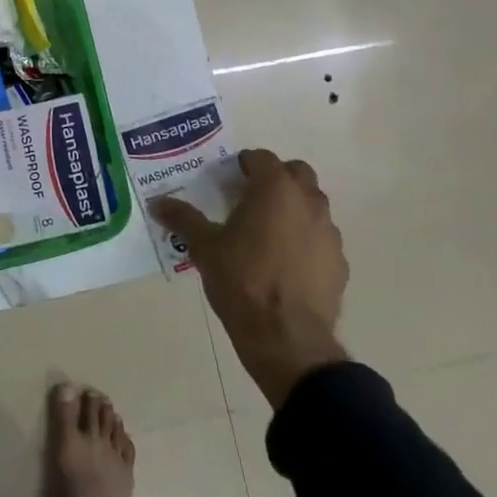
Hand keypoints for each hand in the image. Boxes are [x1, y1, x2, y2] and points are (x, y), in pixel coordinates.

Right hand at [150, 149, 348, 408]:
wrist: (287, 338)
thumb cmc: (242, 281)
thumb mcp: (204, 247)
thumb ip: (183, 219)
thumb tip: (157, 203)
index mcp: (274, 189)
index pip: (261, 158)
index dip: (244, 164)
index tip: (228, 180)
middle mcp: (307, 202)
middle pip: (296, 174)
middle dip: (276, 179)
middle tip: (250, 198)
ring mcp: (328, 233)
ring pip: (313, 206)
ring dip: (293, 208)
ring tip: (267, 233)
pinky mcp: (339, 263)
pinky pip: (321, 239)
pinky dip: (306, 240)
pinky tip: (285, 263)